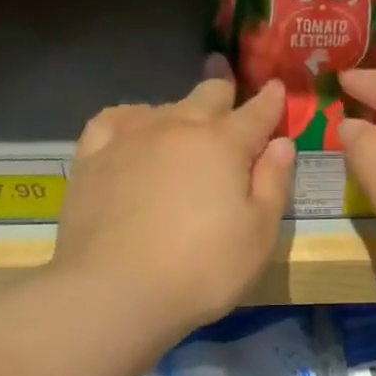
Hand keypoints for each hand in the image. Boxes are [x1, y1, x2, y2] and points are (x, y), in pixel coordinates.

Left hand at [54, 79, 293, 333]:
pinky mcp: (93, 157)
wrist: (115, 290)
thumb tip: (281, 143)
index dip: (270, 101)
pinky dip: (133, 118)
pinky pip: (115, 120)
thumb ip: (273, 184)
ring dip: (181, 110)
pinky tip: (134, 129)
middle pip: (206, 96)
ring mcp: (130, 138)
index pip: (256, 113)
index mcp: (224, 145)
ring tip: (184, 120)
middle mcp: (177, 127)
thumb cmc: (202, 270)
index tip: (278, 88)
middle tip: (228, 84)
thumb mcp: (259, 236)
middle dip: (224, 90)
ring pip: (163, 107)